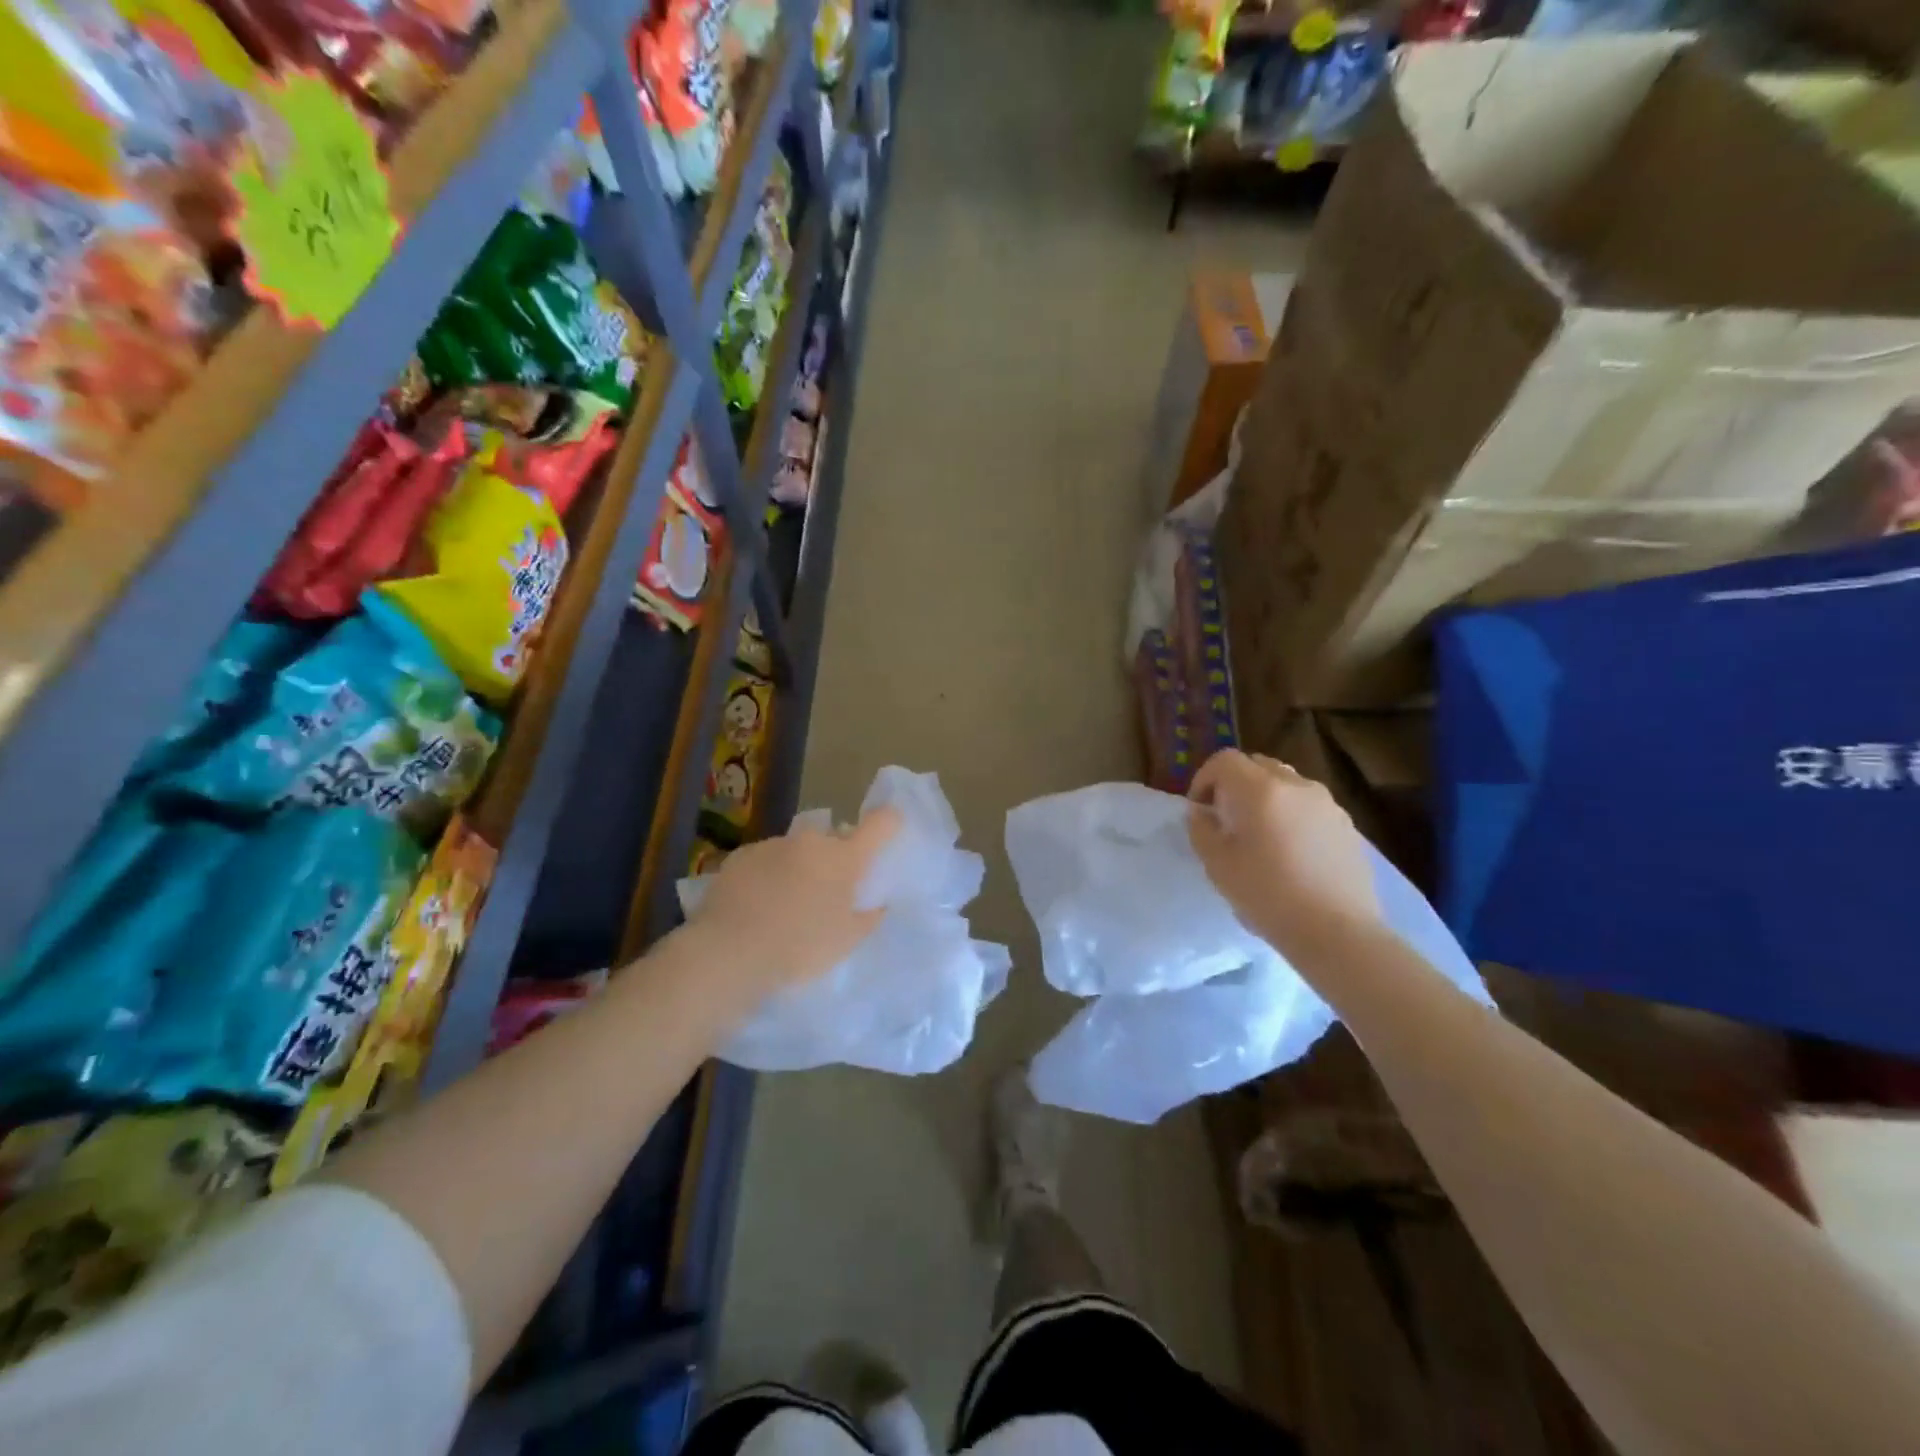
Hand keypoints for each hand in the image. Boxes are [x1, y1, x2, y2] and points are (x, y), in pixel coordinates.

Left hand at [680, 806, 901, 1010]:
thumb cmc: (799, 948)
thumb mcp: (845, 942)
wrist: (728, 953)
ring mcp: (772, 845)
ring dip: (799, 866)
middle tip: (829, 891)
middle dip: (836, 857)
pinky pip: (765, 860)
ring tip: (785, 904)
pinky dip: (768, 874)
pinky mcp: (740, 856)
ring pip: (797, 849)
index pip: (879, 824)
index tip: (890, 828)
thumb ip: (867, 917)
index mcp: (844, 858)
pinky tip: (756, 905)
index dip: (889, 823)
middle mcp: (811, 841)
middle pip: (834, 838)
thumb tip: (876, 904)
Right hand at [1188, 749, 1379, 959]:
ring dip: (1266, 798)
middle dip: (1235, 784)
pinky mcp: (1347, 826)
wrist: (1338, 933)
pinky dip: (1292, 815)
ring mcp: (1327, 804)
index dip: (1204, 779)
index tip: (1199, 809)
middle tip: (1226, 818)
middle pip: (1258, 765)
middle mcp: (1296, 785)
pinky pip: (1310, 807)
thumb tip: (1201, 812)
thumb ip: (1201, 829)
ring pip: (1287, 784)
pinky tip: (1291, 854)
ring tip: (1260, 836)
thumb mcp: (1217, 865)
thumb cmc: (1268, 895)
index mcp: (1260, 789)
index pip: (1224, 761)